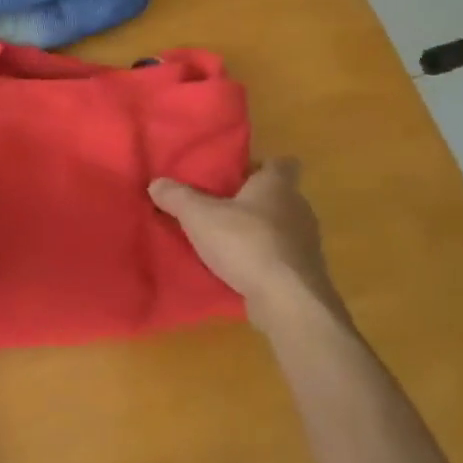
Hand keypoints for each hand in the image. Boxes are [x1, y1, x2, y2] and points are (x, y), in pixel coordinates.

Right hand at [149, 158, 347, 328]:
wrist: (287, 299)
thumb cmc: (246, 243)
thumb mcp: (200, 217)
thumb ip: (178, 198)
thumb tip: (156, 183)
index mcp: (278, 186)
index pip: (281, 163)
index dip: (260, 166)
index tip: (237, 176)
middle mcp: (299, 208)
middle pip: (278, 196)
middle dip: (251, 202)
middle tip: (219, 209)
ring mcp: (306, 242)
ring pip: (280, 228)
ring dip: (257, 233)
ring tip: (225, 242)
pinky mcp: (303, 272)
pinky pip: (280, 257)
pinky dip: (263, 260)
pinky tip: (239, 270)